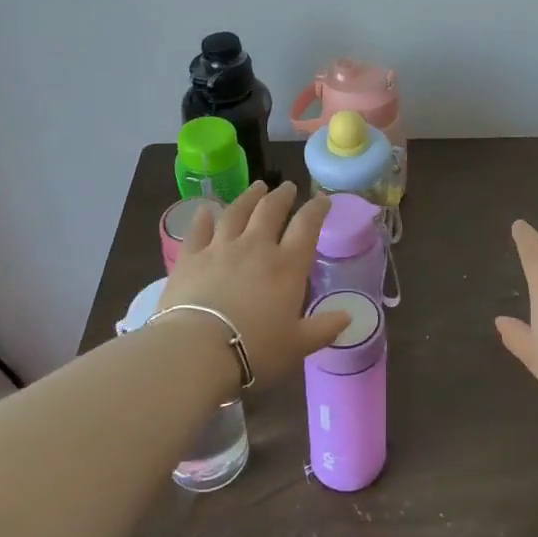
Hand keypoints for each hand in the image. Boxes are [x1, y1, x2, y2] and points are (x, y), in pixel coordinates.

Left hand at [160, 182, 351, 388]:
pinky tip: (205, 210)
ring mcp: (220, 248)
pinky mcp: (190, 258)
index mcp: (287, 266)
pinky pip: (198, 230)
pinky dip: (204, 217)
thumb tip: (347, 317)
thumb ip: (323, 328)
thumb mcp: (298, 345)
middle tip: (287, 187)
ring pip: (236, 212)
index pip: (306, 226)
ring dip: (248, 197)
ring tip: (256, 187)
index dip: (316, 210)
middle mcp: (255, 247)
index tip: (322, 200)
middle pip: (270, 210)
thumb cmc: (255, 349)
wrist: (198, 350)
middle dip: (282, 196)